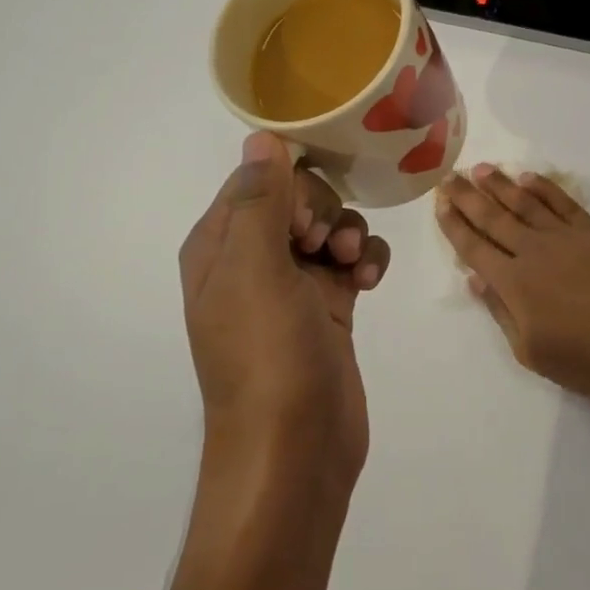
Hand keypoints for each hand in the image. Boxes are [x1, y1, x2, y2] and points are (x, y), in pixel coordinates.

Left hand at [179, 134, 391, 497]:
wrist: (295, 452)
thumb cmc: (266, 355)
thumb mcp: (255, 270)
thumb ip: (259, 199)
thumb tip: (262, 137)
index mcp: (220, 245)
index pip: (257, 180)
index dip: (290, 186)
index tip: (307, 218)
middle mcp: (251, 260)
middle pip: (298, 198)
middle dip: (323, 211)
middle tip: (325, 247)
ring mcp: (291, 285)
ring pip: (328, 226)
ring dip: (348, 234)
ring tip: (351, 267)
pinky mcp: (328, 307)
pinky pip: (351, 259)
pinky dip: (365, 260)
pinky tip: (370, 281)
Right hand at [435, 165, 589, 405]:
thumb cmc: (580, 359)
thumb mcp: (527, 349)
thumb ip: (499, 310)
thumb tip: (474, 277)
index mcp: (513, 282)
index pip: (473, 247)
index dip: (454, 223)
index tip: (439, 201)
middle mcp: (533, 251)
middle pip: (493, 217)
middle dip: (467, 196)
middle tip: (449, 176)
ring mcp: (565, 237)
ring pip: (524, 203)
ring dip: (500, 184)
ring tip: (480, 168)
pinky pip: (563, 202)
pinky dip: (543, 188)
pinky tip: (527, 177)